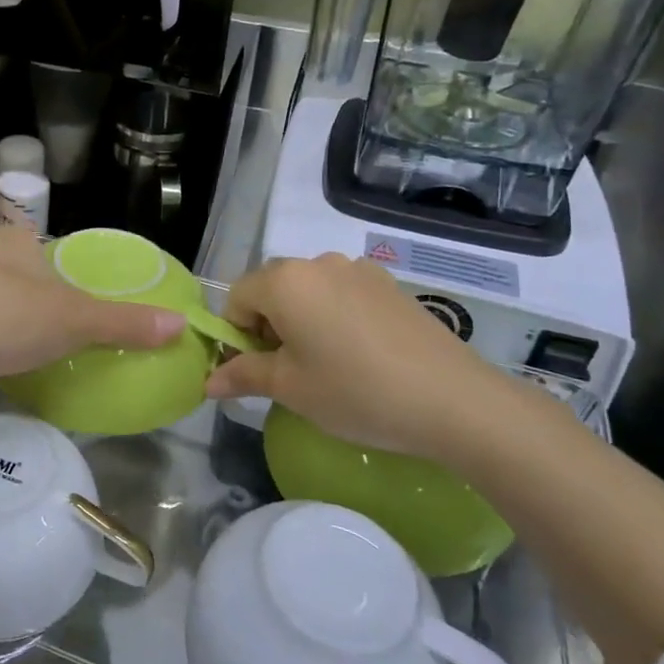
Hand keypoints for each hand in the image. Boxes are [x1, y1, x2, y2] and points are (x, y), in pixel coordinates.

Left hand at [0, 225, 186, 406]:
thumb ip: (124, 323)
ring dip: (5, 324)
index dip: (70, 278)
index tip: (82, 310)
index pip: (51, 251)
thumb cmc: (0, 319)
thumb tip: (181, 324)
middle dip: (38, 304)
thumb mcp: (73, 321)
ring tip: (26, 354)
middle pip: (21, 276)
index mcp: (13, 240)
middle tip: (62, 339)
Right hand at [205, 254, 541, 464]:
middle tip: (290, 371)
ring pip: (308, 290)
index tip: (256, 371)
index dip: (236, 335)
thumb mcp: (291, 388)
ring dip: (302, 320)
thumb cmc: (356, 392)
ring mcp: (358, 269)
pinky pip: (342, 293)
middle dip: (268, 325)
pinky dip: (334, 316)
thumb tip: (208, 381)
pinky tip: (360, 354)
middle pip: (272, 289)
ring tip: (328, 364)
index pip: (236, 298)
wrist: (454, 400)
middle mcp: (318, 262)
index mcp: (285, 281)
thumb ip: (244, 375)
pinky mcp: (389, 283)